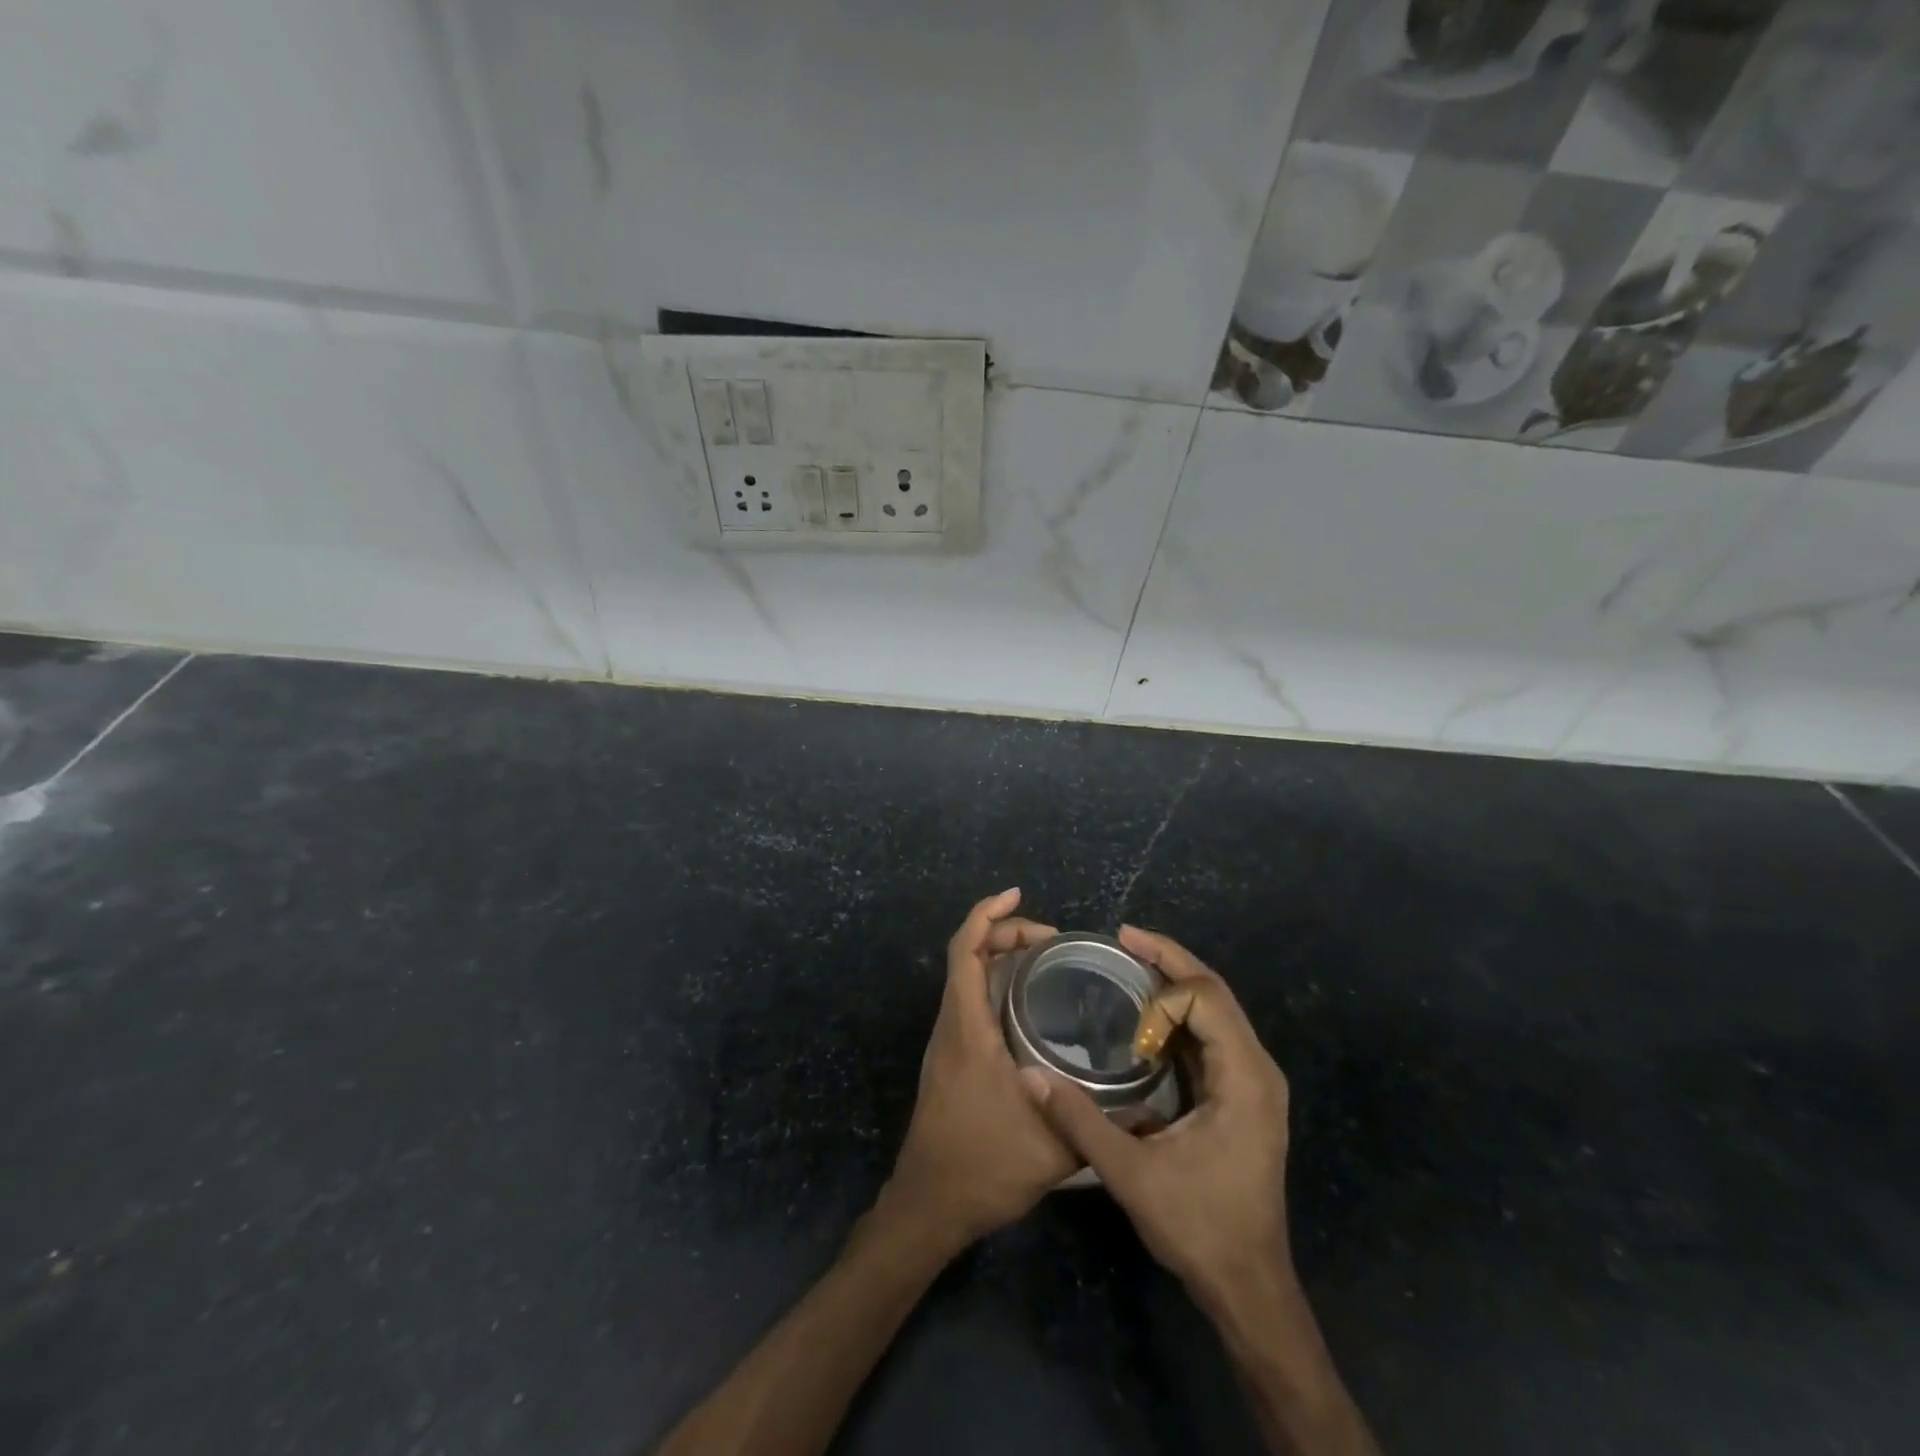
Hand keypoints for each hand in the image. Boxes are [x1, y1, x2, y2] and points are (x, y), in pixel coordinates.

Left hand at [881, 890, 1075, 1247]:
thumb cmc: (983, 1167)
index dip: (986, 915)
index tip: (1015, 894)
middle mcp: (952, 1026)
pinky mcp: (951, 1060)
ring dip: (997, 958)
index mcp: (967, 1029)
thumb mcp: (1053, 1148)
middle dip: (1003, 933)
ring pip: (965, 978)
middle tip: (1051, 938)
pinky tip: (1027, 1006)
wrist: (929, 1206)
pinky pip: (968, 1001)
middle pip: (966, 956)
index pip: (964, 951)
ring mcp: (948, 1043)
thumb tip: (1148, 1107)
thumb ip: (1099, 1124)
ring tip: (1044, 960)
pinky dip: (993, 984)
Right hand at [1022, 926, 1292, 1314]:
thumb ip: (1080, 1121)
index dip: (1163, 992)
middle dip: (1169, 960)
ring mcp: (1254, 1083)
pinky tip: (1146, 1016)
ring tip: (1129, 964)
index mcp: (1244, 1078)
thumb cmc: (1199, 1228)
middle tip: (1122, 938)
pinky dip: (1180, 1014)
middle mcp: (1257, 1069)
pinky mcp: (1242, 1096)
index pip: (1207, 998)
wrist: (1250, 1288)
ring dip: (1175, 984)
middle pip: (1215, 992)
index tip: (1124, 1000)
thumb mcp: (1131, 1175)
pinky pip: (1213, 1035)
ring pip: (1217, 1010)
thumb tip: (1029, 1076)